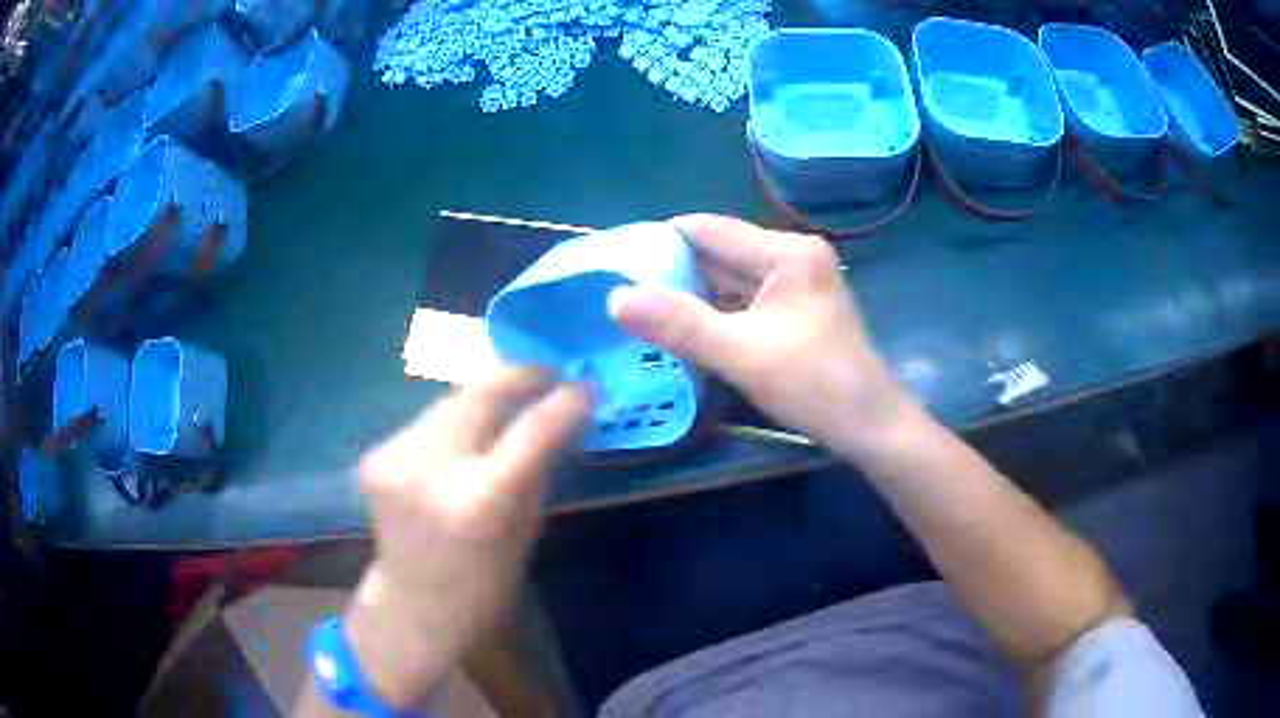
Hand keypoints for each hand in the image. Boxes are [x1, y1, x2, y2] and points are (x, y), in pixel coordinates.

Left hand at [346, 370, 589, 708]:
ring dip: (485, 400)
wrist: (413, 606)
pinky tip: (463, 443)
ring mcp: (395, 457)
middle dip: (521, 376)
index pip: (532, 430)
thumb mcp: (528, 528)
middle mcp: (431, 470)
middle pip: (482, 391)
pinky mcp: (376, 453)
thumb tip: (561, 413)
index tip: (586, 387)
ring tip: (507, 412)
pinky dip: (455, 423)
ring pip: (454, 399)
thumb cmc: (485, 583)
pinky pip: (429, 420)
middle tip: (548, 377)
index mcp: (479, 503)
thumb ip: (541, 467)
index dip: (565, 401)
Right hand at [609, 214, 909, 457]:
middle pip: (718, 253)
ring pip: (728, 280)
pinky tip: (681, 330)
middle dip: (671, 272)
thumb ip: (680, 325)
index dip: (659, 241)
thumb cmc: (817, 386)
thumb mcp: (743, 355)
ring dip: (689, 295)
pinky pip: (743, 302)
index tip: (614, 261)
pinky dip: (713, 313)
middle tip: (619, 291)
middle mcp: (791, 256)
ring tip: (639, 311)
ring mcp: (795, 284)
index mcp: (786, 252)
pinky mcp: (794, 310)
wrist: (871, 427)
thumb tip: (616, 297)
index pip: (708, 229)